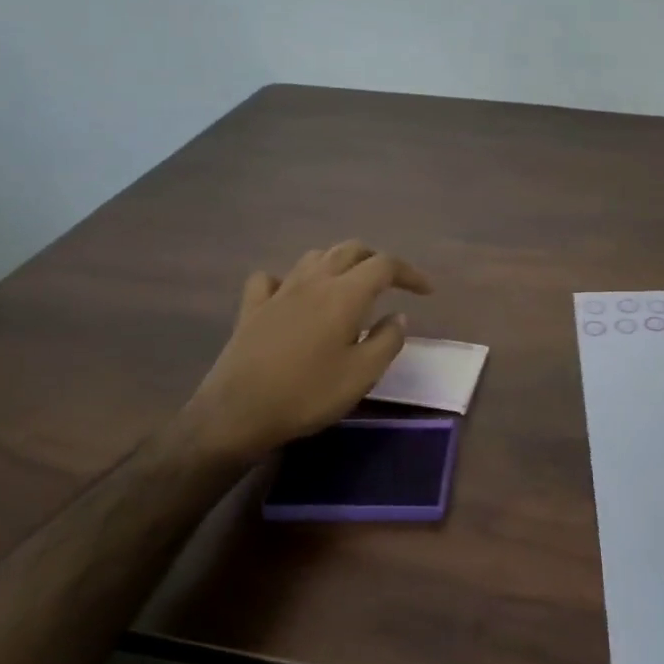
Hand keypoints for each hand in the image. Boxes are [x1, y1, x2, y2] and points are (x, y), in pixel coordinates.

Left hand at [180, 240, 433, 462]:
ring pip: (314, 257)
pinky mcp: (252, 308)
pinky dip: (289, 279)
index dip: (409, 273)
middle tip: (392, 283)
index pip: (385, 265)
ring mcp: (279, 292)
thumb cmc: (308, 394)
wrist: (237, 413)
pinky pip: (272, 278)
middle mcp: (313, 281)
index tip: (426, 292)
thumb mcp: (363, 375)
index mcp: (345, 294)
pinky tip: (293, 295)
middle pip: (350, 250)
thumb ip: (387, 340)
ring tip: (350, 285)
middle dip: (376, 260)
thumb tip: (398, 316)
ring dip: (338, 263)